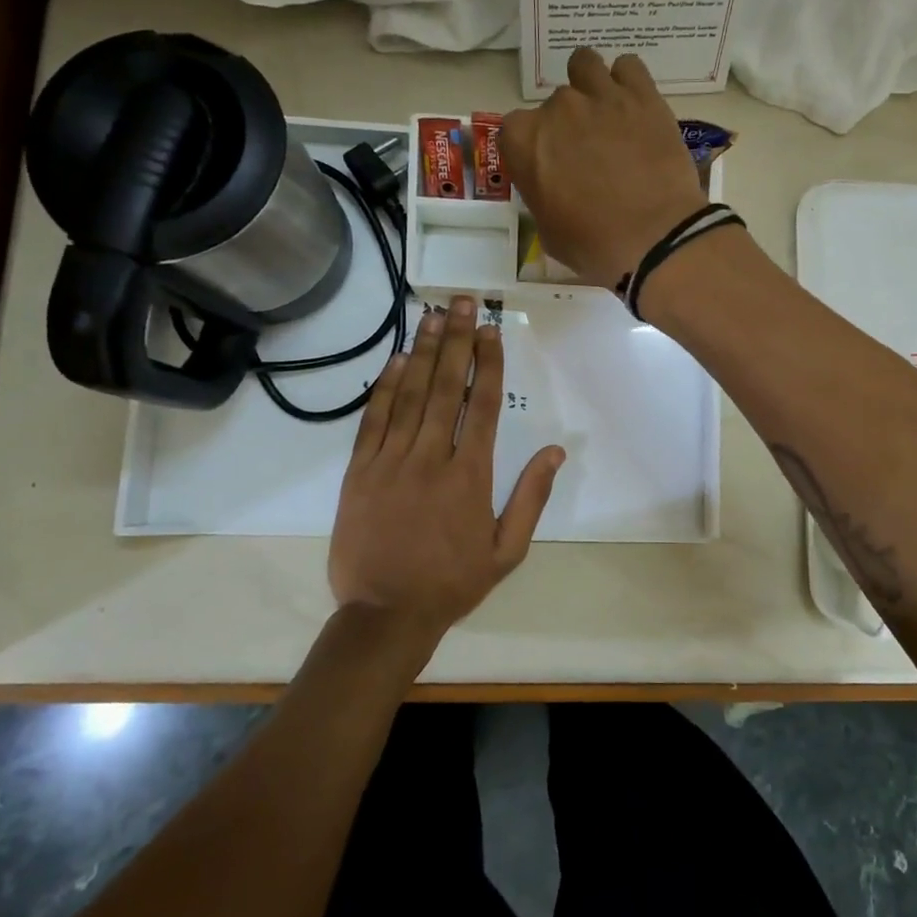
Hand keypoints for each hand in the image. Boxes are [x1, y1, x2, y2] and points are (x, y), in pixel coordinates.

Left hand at [328, 297, 563, 639]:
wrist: (385, 614)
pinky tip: (394, 361)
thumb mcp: (507, 551)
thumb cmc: (452, 582)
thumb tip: (556, 452)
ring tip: (432, 316)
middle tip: (462, 303)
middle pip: (446, 387)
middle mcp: (431, 458)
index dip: (487, 363)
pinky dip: (384, 388)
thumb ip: (531, 497)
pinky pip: (373, 421)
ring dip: (422, 352)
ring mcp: (391, 462)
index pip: (482, 405)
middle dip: (456, 340)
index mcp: (470, 476)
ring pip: (409, 395)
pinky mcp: (359, 472)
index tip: (490, 330)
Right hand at [500, 48, 706, 290]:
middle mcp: (558, 108)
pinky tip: (635, 105)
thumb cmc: (594, 246)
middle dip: (568, 125)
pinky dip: (628, 82)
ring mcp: (601, 96)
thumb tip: (552, 185)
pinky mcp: (643, 96)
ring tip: (607, 113)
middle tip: (589, 154)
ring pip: (585, 65)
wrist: (655, 239)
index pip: (515, 129)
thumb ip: (541, 194)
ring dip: (591, 85)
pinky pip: (629, 66)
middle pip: (555, 104)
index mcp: (525, 141)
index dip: (534, 148)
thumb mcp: (548, 231)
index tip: (550, 166)